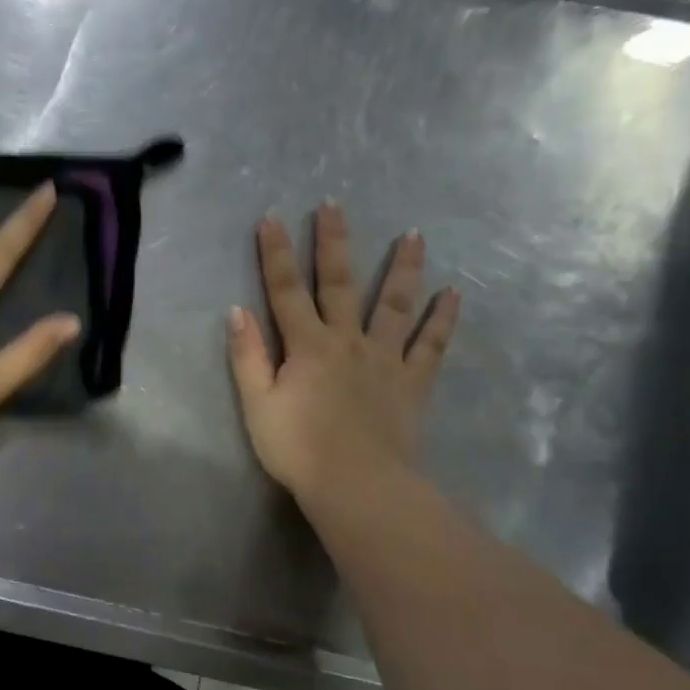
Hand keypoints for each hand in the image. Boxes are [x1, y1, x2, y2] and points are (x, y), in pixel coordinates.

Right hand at [226, 203, 459, 504]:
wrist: (357, 484)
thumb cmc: (299, 448)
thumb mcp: (257, 405)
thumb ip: (247, 356)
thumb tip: (237, 310)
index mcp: (307, 346)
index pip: (285, 290)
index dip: (274, 254)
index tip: (271, 218)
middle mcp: (347, 340)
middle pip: (339, 283)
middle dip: (333, 242)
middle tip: (335, 205)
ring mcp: (385, 358)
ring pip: (394, 304)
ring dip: (402, 268)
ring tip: (413, 235)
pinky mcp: (412, 382)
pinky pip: (431, 345)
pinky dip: (442, 319)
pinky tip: (453, 294)